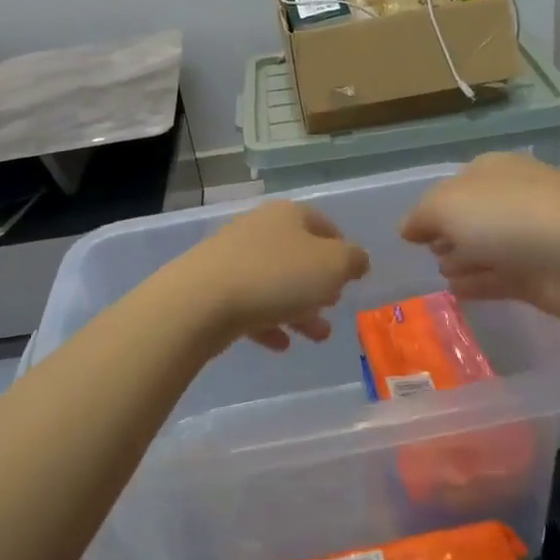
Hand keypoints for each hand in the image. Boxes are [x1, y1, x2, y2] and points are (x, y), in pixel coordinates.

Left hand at [171, 200, 370, 351]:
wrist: (202, 300)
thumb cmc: (277, 276)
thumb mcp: (332, 266)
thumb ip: (353, 260)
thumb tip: (357, 259)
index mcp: (288, 215)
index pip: (323, 223)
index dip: (341, 248)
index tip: (352, 275)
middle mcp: (259, 229)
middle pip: (297, 256)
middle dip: (320, 284)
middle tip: (334, 305)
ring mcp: (233, 258)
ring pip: (275, 283)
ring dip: (299, 308)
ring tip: (318, 336)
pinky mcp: (214, 288)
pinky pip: (250, 304)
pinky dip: (268, 322)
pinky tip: (281, 344)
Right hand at [400, 153, 559, 325]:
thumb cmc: (508, 217)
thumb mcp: (446, 205)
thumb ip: (421, 216)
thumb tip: (408, 229)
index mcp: (490, 171)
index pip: (453, 187)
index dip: (431, 209)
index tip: (412, 234)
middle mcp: (510, 199)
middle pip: (470, 218)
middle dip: (448, 234)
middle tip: (429, 253)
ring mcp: (527, 238)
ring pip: (485, 248)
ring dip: (462, 260)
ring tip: (443, 275)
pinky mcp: (538, 275)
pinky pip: (498, 278)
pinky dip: (478, 284)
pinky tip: (458, 293)